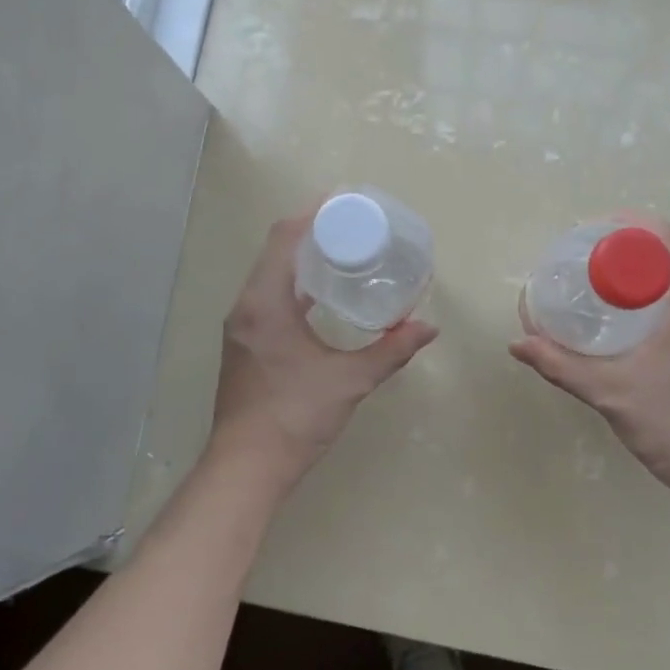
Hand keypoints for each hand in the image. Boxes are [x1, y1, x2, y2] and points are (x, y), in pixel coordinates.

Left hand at [208, 210, 438, 496]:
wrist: (245, 468)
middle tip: (353, 225)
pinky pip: (268, 295)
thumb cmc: (294, 418)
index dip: (312, 213)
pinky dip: (294, 284)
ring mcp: (241, 325)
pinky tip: (322, 296)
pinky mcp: (244, 343)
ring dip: (301, 258)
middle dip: (311, 230)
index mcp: (265, 303)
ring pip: (270, 273)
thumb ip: (390, 351)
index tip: (344, 200)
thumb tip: (429, 328)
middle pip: (276, 250)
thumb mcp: (349, 381)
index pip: (284, 238)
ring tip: (343, 252)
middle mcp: (246, 306)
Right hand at [509, 216, 669, 506]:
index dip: (630, 222)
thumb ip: (561, 366)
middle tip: (584, 262)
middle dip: (626, 250)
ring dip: (640, 278)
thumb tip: (517, 343)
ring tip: (599, 292)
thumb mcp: (610, 394)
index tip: (592, 231)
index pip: (668, 238)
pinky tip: (626, 329)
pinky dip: (654, 302)